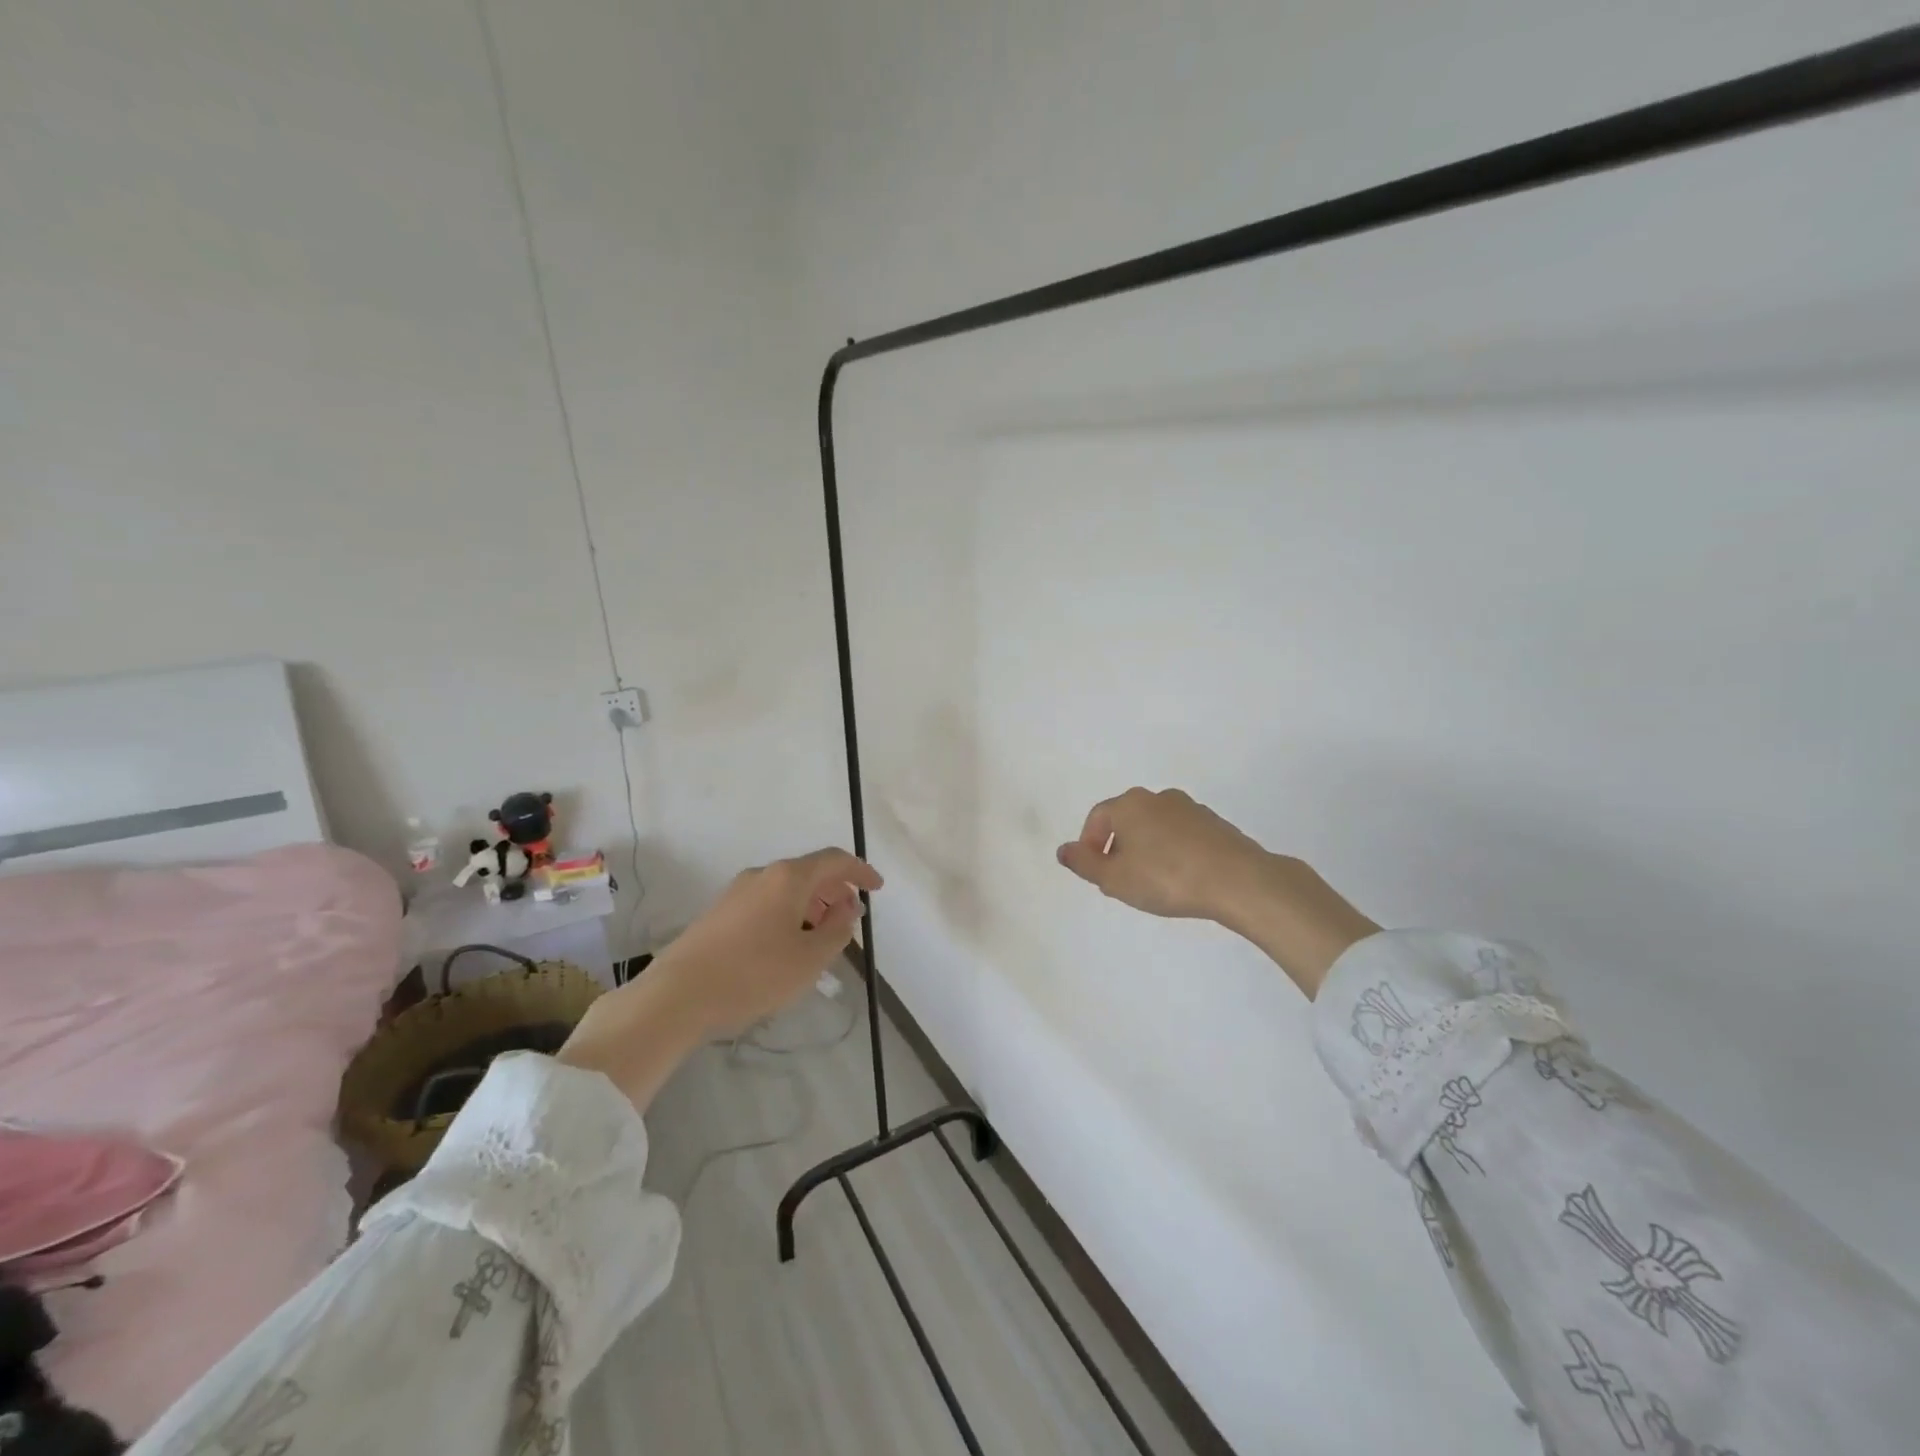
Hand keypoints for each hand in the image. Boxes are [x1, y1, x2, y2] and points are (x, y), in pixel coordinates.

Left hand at [559, 848, 881, 1107]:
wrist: (677, 995)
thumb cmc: (753, 974)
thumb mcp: (809, 959)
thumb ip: (837, 930)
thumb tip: (848, 907)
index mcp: (788, 877)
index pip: (834, 860)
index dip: (860, 872)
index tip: (877, 888)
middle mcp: (762, 875)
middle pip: (809, 872)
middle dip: (835, 892)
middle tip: (850, 919)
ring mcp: (736, 892)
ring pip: (786, 889)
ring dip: (811, 906)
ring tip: (821, 938)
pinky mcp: (719, 913)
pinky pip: (766, 903)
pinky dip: (788, 914)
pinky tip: (787, 947)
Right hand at [1056, 787, 1270, 921]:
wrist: (1237, 880)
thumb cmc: (1166, 877)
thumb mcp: (1115, 879)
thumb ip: (1085, 864)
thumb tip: (1064, 850)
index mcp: (1129, 804)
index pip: (1097, 818)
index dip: (1090, 845)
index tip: (1096, 873)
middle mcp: (1157, 797)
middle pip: (1126, 819)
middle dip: (1118, 848)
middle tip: (1121, 880)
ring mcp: (1190, 808)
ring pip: (1155, 827)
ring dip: (1146, 849)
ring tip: (1152, 883)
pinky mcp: (1215, 824)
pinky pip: (1181, 835)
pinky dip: (1173, 852)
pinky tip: (1181, 878)